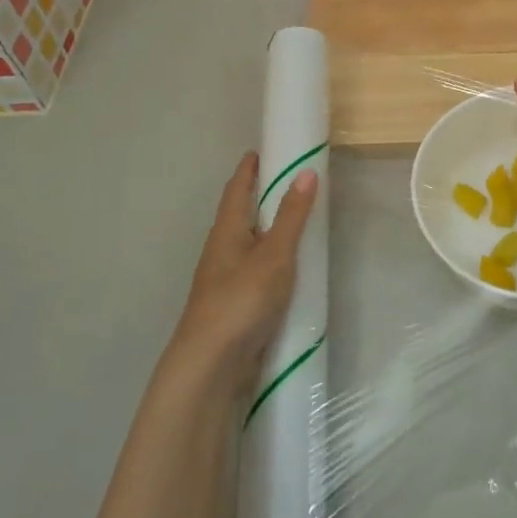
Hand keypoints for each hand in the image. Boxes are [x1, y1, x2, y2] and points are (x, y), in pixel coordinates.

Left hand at [168, 152, 317, 395]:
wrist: (211, 366)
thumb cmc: (241, 301)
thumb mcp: (274, 255)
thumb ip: (291, 216)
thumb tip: (306, 171)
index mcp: (226, 232)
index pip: (236, 190)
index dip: (248, 169)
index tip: (261, 151)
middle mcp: (222, 251)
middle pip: (239, 216)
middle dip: (258, 198)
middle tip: (287, 182)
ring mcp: (226, 281)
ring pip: (247, 245)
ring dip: (266, 231)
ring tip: (294, 222)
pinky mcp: (235, 306)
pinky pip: (256, 272)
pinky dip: (272, 261)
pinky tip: (289, 270)